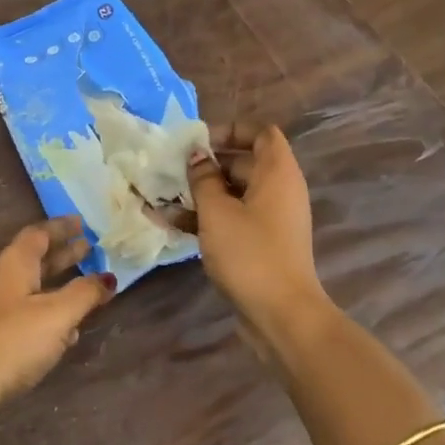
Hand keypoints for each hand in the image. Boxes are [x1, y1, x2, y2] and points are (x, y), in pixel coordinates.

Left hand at [0, 217, 114, 411]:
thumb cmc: (10, 341)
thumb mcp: (55, 314)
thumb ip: (83, 294)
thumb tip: (107, 277)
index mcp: (14, 264)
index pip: (38, 234)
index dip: (61, 227)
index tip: (83, 222)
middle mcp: (4, 282)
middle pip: (37, 260)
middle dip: (64, 254)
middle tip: (92, 248)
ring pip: (35, 289)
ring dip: (60, 286)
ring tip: (89, 287)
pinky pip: (31, 317)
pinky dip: (52, 316)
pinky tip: (70, 331)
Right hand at [187, 123, 326, 341]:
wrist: (281, 315)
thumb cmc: (249, 253)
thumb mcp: (217, 211)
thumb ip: (203, 178)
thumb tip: (197, 156)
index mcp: (277, 173)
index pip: (261, 133)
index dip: (230, 130)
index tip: (198, 141)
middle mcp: (279, 191)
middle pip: (243, 162)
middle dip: (206, 164)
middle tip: (172, 170)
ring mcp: (271, 219)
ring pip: (233, 193)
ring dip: (201, 193)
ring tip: (163, 197)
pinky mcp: (261, 244)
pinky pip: (233, 218)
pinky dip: (207, 217)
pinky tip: (171, 223)